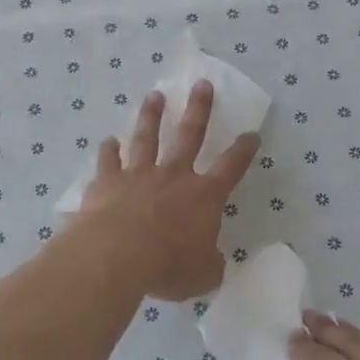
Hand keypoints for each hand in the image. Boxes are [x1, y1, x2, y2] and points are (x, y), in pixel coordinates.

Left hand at [73, 81, 259, 300]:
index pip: (231, 167)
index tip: (251, 134)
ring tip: (154, 96)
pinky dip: (108, 150)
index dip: (243, 151)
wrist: (116, 255)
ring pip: (146, 137)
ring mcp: (138, 174)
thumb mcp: (203, 274)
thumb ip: (210, 263)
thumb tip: (213, 260)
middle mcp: (173, 176)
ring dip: (151, 116)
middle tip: (202, 84)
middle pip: (189, 134)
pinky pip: (108, 160)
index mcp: (203, 196)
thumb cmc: (167, 266)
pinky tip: (108, 141)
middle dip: (199, 109)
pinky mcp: (107, 181)